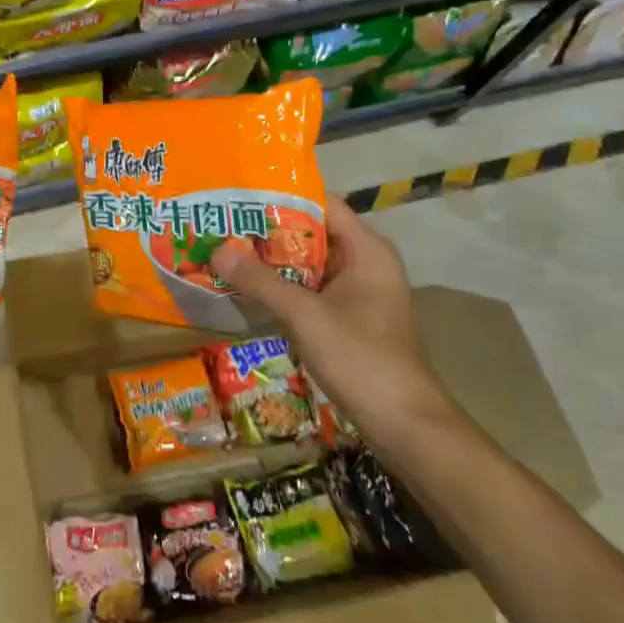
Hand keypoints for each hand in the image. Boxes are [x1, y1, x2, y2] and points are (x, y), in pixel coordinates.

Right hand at [213, 198, 457, 458]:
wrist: (405, 426)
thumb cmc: (361, 358)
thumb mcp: (305, 316)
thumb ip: (260, 281)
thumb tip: (217, 249)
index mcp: (366, 249)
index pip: (320, 204)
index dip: (280, 197)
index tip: (239, 196)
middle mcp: (365, 262)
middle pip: (311, 233)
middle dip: (267, 232)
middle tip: (222, 225)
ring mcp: (359, 292)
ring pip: (308, 264)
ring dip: (272, 262)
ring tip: (226, 253)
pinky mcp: (351, 317)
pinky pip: (311, 289)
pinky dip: (283, 287)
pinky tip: (249, 290)